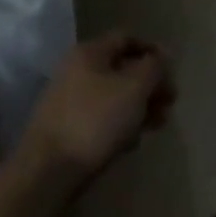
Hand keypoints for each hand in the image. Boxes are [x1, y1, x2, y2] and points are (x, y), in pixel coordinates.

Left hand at [19, 30, 175, 183]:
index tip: (171, 73)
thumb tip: (162, 57)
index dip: (153, 51)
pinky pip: (98, 120)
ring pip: (112, 97)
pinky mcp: (63, 133)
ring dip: (137, 108)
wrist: (44, 177)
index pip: (128, 38)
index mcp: (89, 53)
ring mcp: (66, 103)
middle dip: (149, 86)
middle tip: (169, 104)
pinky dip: (118, 126)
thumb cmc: (94, 122)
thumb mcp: (135, 88)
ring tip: (156, 126)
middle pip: (122, 70)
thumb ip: (154, 67)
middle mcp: (75, 71)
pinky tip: (130, 144)